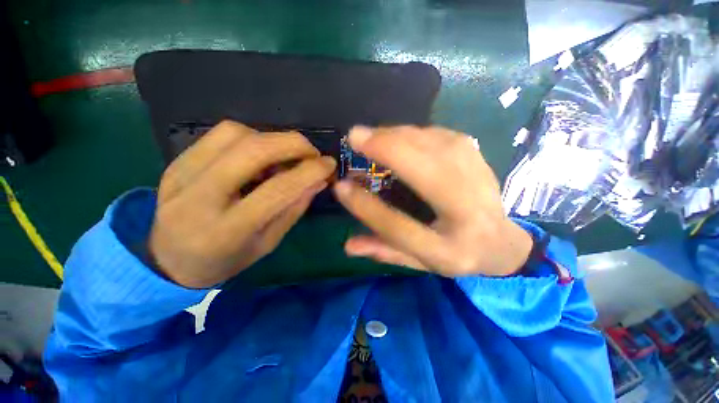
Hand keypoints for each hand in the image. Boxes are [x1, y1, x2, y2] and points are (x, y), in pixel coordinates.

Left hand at [149, 121, 335, 287]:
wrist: (168, 259)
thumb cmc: (225, 259)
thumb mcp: (268, 243)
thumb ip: (294, 209)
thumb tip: (319, 180)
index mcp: (226, 230)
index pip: (277, 190)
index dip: (309, 172)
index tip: (329, 165)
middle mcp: (199, 197)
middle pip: (252, 151)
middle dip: (293, 144)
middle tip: (312, 153)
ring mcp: (181, 173)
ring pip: (235, 134)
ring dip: (272, 139)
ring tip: (286, 156)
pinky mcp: (177, 160)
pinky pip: (221, 134)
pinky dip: (252, 137)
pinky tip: (261, 154)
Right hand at [333, 126, 532, 276]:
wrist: (501, 241)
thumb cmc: (454, 254)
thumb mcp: (419, 262)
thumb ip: (384, 252)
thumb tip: (349, 245)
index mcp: (448, 251)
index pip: (400, 229)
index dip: (367, 208)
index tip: (340, 187)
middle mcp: (468, 215)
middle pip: (427, 173)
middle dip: (388, 150)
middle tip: (355, 137)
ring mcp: (479, 181)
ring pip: (435, 146)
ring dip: (398, 135)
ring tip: (371, 136)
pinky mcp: (477, 157)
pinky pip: (441, 135)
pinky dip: (413, 131)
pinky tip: (397, 135)